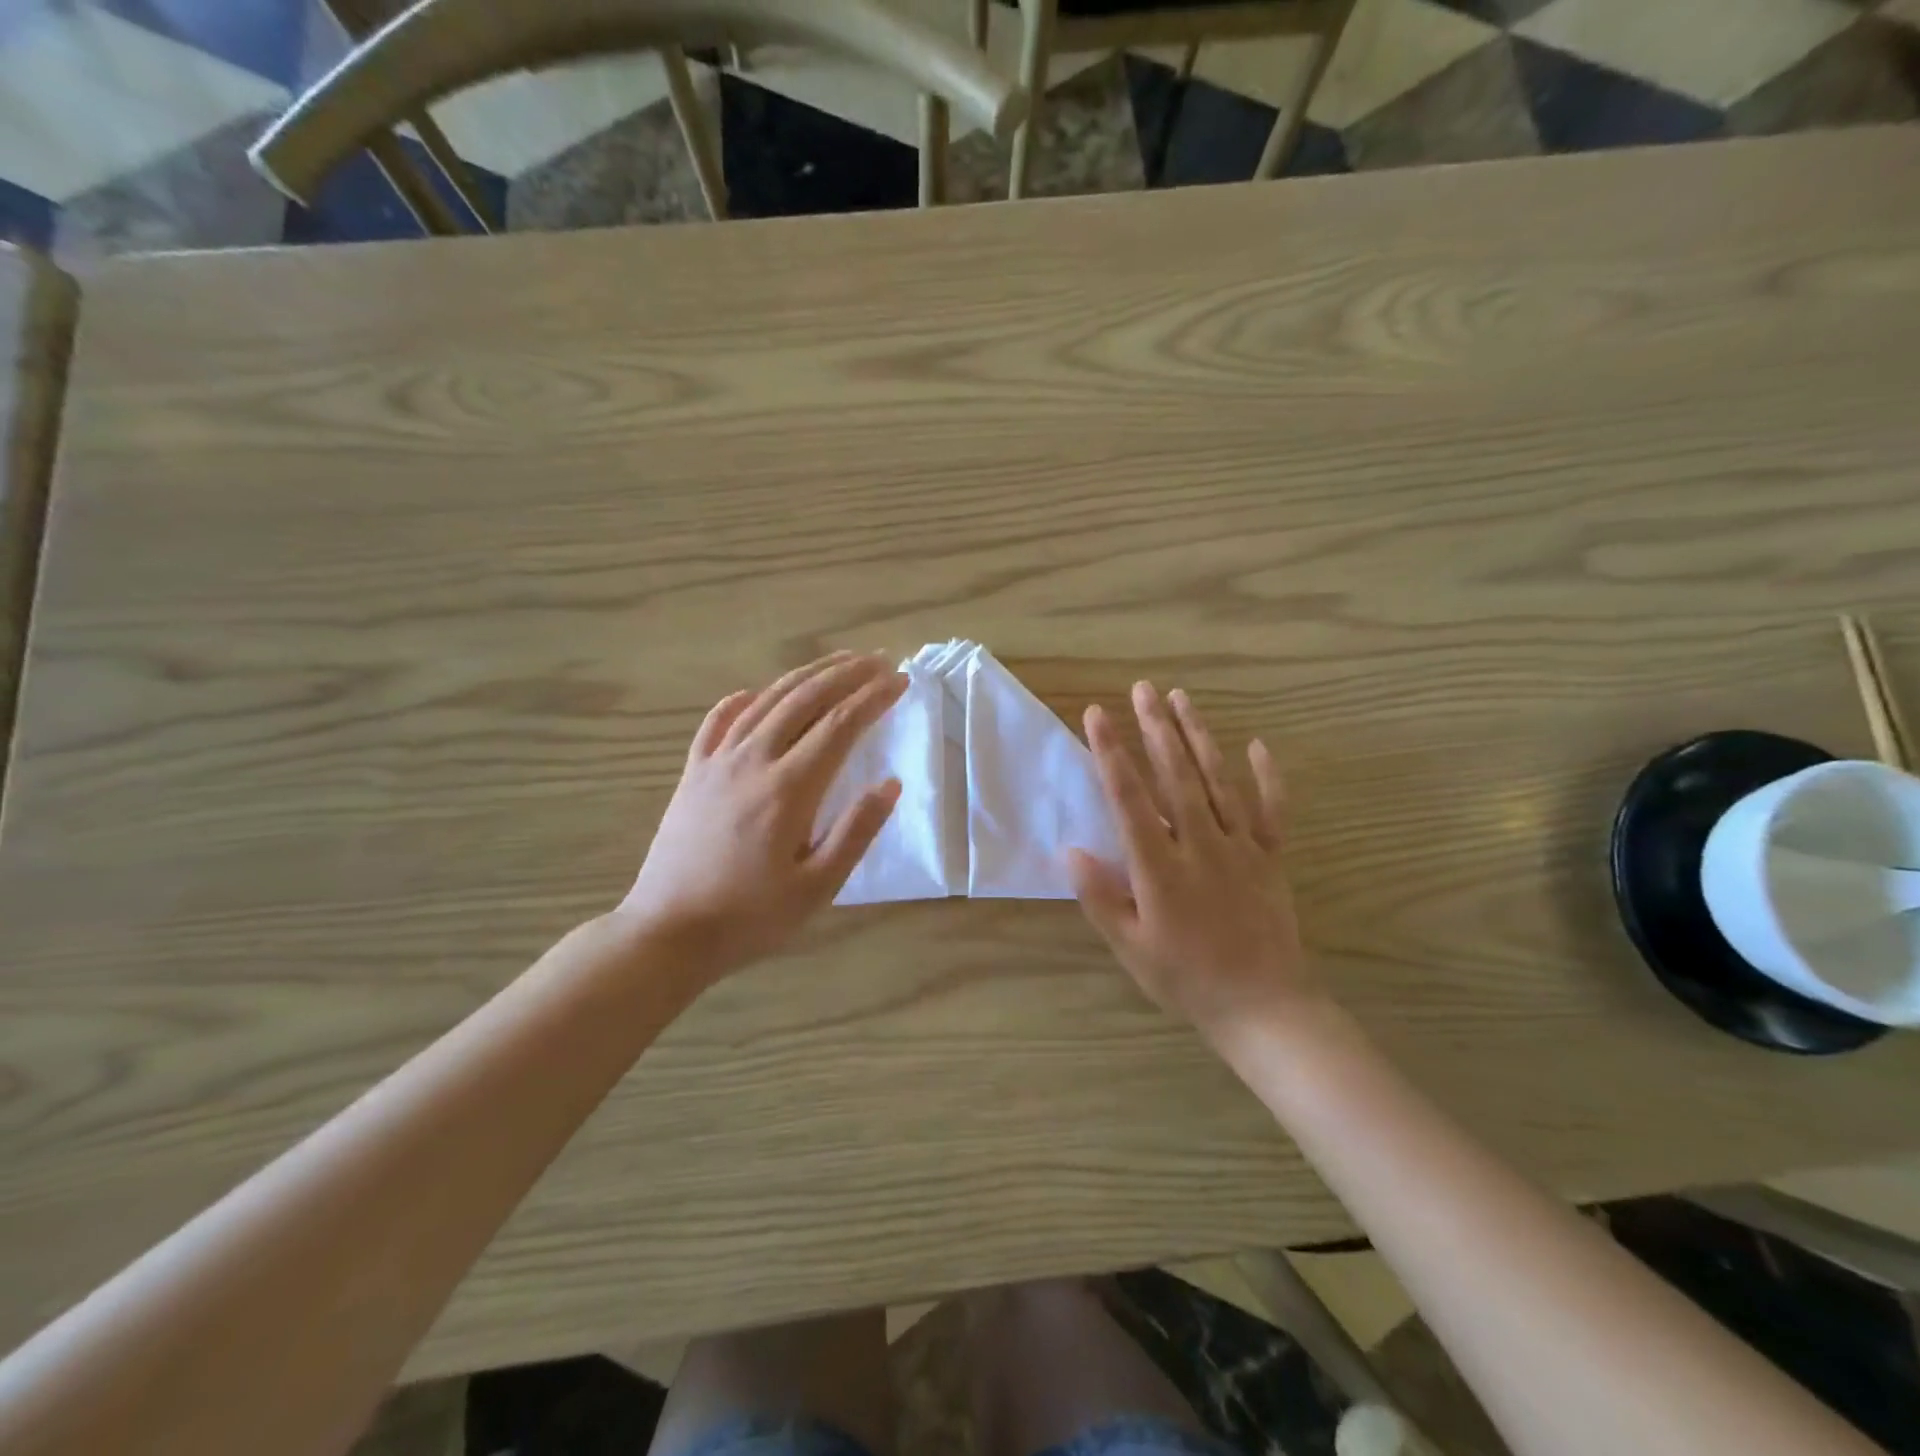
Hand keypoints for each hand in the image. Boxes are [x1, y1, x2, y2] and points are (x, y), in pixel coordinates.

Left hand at [618, 652, 905, 984]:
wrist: (668, 932)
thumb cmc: (751, 917)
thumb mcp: (818, 888)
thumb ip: (856, 832)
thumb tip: (890, 784)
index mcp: (789, 789)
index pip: (840, 725)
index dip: (873, 698)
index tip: (900, 681)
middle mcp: (753, 761)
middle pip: (805, 699)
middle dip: (846, 674)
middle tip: (877, 659)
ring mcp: (717, 763)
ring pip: (766, 701)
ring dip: (805, 676)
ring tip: (836, 662)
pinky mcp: (693, 773)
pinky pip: (718, 722)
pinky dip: (742, 700)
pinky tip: (755, 691)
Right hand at [1069, 682, 1321, 1048]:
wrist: (1264, 1007)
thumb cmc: (1187, 979)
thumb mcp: (1131, 948)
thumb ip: (1100, 897)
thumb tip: (1071, 850)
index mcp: (1160, 868)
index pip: (1129, 798)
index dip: (1111, 753)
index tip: (1098, 715)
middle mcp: (1200, 845)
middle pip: (1176, 775)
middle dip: (1155, 728)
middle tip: (1142, 689)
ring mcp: (1241, 847)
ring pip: (1218, 780)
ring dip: (1198, 736)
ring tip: (1181, 699)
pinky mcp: (1271, 857)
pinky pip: (1272, 809)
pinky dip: (1267, 776)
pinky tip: (1257, 745)